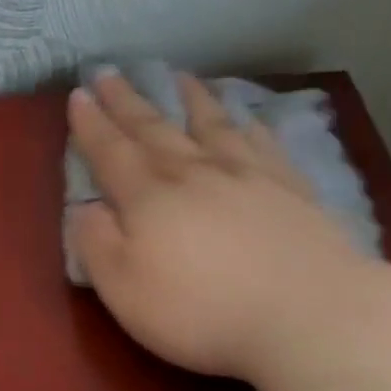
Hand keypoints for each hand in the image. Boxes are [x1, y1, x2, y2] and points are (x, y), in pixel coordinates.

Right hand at [65, 71, 372, 382]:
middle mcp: (194, 173)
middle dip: (127, 102)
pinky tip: (247, 117)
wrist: (312, 317)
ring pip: (211, 125)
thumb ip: (96, 244)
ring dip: (191, 100)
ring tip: (179, 77)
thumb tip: (84, 209)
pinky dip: (249, 124)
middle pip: (154, 129)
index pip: (110, 152)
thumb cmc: (202, 311)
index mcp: (148, 198)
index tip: (78, 94)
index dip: (91, 124)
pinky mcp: (291, 190)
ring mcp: (248, 176)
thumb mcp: (124, 288)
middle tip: (110, 72)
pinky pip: (263, 144)